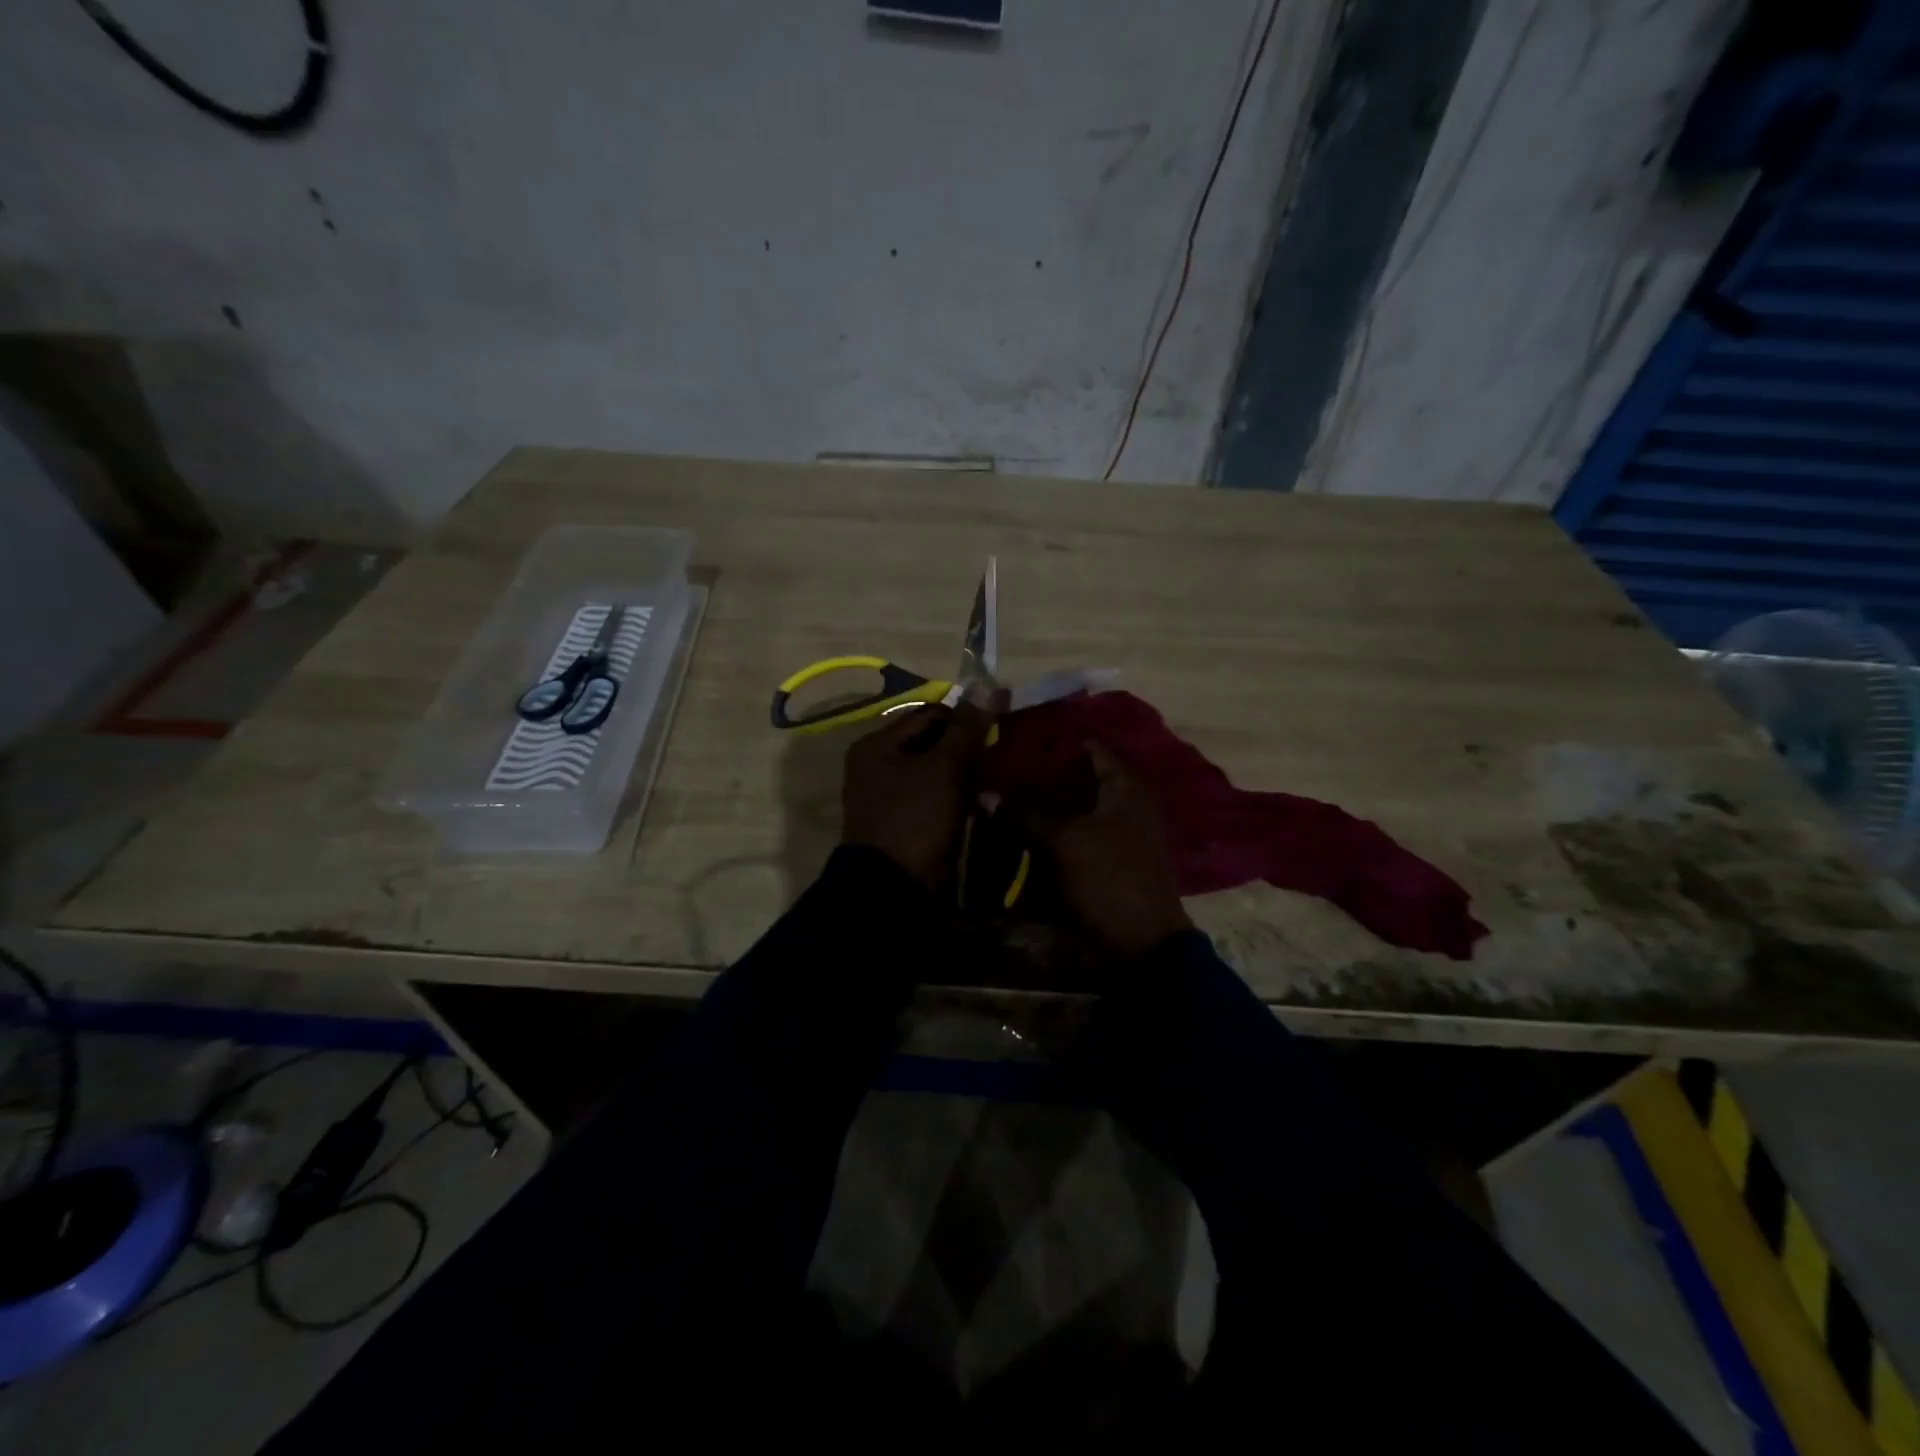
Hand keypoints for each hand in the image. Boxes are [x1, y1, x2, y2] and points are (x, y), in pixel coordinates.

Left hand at [841, 699, 997, 886]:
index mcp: (877, 745)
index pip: (930, 714)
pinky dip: (957, 797)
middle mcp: (877, 766)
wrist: (894, 888)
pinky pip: (936, 798)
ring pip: (937, 772)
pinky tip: (983, 802)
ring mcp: (889, 796)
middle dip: (966, 748)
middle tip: (999, 756)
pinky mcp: (905, 822)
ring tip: (996, 778)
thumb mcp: (944, 768)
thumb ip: (967, 727)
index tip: (996, 730)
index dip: (965, 718)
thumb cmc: (914, 818)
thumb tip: (989, 684)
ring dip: (966, 774)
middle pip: (932, 742)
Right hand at [1013, 742, 1191, 956]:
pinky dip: (1046, 837)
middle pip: (1078, 782)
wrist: (1139, 945)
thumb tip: (986, 793)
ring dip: (1040, 808)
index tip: (1023, 735)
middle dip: (1042, 776)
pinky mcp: (1099, 865)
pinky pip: (1068, 841)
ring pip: (1070, 813)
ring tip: (1000, 795)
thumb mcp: (1065, 842)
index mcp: (1125, 791)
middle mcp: (1122, 808)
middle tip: (1002, 766)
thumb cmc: (1110, 878)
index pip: (1094, 751)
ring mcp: (1112, 838)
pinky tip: (1015, 833)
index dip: (1061, 742)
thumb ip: (1026, 814)